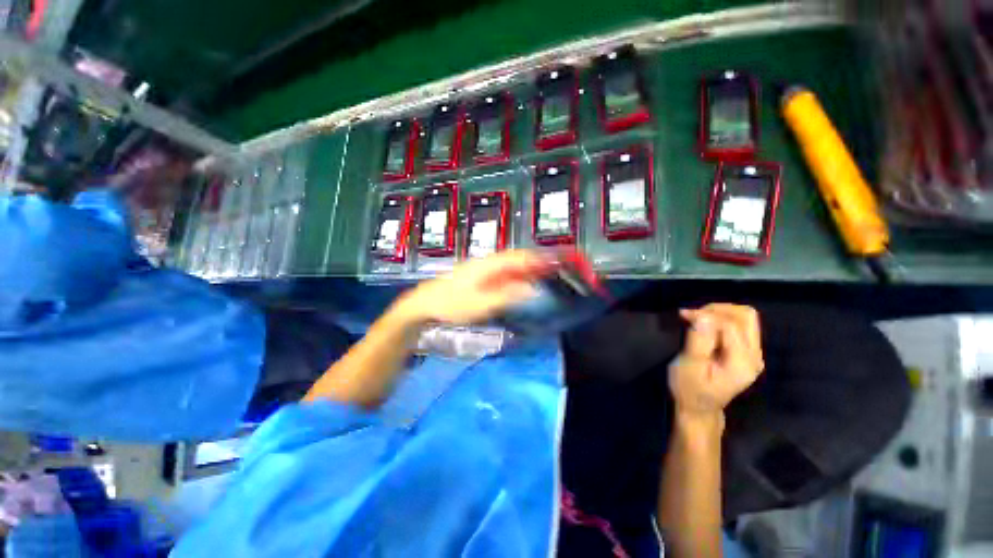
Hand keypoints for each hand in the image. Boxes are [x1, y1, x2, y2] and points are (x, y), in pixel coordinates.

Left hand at [393, 249, 551, 325]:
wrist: (425, 304)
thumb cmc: (451, 304)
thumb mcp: (481, 304)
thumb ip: (507, 295)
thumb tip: (532, 289)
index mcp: (489, 265)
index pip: (520, 257)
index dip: (539, 258)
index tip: (557, 261)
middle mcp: (488, 263)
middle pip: (516, 258)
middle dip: (536, 261)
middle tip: (555, 268)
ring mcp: (482, 269)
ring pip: (510, 265)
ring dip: (527, 268)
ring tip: (544, 274)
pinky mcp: (479, 277)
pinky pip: (502, 273)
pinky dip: (516, 275)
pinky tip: (521, 282)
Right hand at [669, 304, 763, 419]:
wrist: (698, 408)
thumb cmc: (688, 389)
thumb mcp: (688, 366)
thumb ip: (698, 341)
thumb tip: (702, 316)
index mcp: (742, 363)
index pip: (731, 325)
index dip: (706, 315)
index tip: (684, 315)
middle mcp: (754, 357)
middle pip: (746, 316)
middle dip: (717, 309)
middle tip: (693, 315)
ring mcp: (754, 354)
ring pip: (746, 318)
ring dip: (720, 312)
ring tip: (698, 318)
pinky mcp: (747, 352)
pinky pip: (741, 325)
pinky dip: (722, 319)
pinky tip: (706, 325)